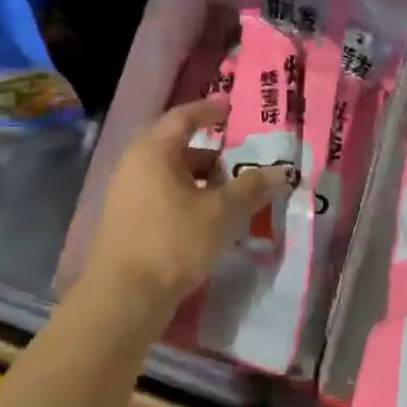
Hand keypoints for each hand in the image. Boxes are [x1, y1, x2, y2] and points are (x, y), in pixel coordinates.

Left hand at [86, 100, 289, 317]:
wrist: (124, 297)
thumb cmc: (173, 241)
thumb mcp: (221, 213)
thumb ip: (251, 188)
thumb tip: (282, 172)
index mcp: (153, 151)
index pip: (183, 117)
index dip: (208, 110)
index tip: (230, 109)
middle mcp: (135, 165)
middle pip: (176, 148)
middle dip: (210, 154)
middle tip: (238, 161)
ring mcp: (126, 194)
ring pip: (169, 175)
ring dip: (200, 180)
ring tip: (230, 195)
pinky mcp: (127, 221)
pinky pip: (161, 196)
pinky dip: (186, 198)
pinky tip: (207, 220)